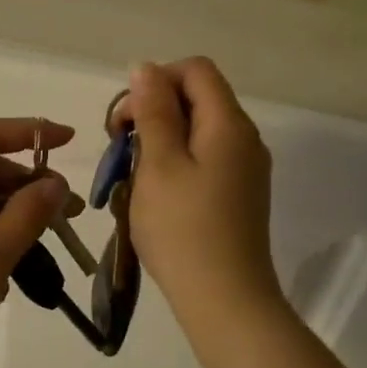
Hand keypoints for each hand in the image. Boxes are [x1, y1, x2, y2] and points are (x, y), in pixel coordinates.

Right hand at [117, 59, 283, 342]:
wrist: (225, 300)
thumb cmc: (183, 229)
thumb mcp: (159, 164)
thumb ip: (153, 111)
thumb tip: (146, 67)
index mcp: (228, 124)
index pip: (195, 70)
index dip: (155, 81)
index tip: (124, 121)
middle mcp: (244, 138)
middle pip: (197, 99)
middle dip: (153, 113)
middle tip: (121, 152)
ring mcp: (245, 169)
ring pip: (197, 132)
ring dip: (160, 143)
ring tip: (134, 179)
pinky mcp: (239, 195)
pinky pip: (204, 160)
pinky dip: (175, 165)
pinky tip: (156, 198)